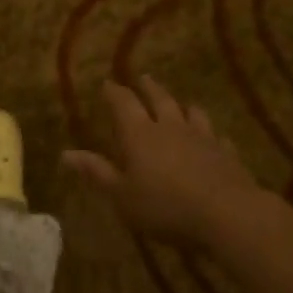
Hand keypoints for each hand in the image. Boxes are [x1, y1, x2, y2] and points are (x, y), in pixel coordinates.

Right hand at [61, 75, 263, 249]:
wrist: (227, 214)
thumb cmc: (165, 207)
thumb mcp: (122, 196)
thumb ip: (97, 173)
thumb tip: (65, 154)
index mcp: (140, 133)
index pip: (124, 103)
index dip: (114, 92)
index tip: (108, 83)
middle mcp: (170, 126)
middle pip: (159, 99)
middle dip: (149, 87)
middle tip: (144, 78)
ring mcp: (202, 137)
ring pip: (191, 112)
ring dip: (183, 106)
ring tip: (181, 104)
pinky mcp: (226, 153)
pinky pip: (217, 137)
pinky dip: (212, 135)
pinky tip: (214, 139)